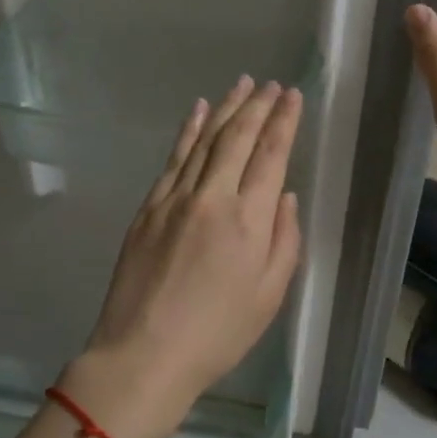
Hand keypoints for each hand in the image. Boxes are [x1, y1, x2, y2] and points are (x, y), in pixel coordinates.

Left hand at [65, 77, 303, 437]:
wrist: (143, 353)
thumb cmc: (217, 334)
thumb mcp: (269, 296)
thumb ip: (284, 241)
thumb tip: (284, 197)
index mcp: (248, 220)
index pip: (270, 155)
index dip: (284, 122)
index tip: (293, 96)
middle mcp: (212, 198)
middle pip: (237, 138)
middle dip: (258, 106)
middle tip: (271, 84)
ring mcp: (174, 198)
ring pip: (204, 140)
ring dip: (225, 108)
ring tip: (242, 84)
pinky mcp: (148, 207)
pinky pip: (173, 158)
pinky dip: (188, 131)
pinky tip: (197, 111)